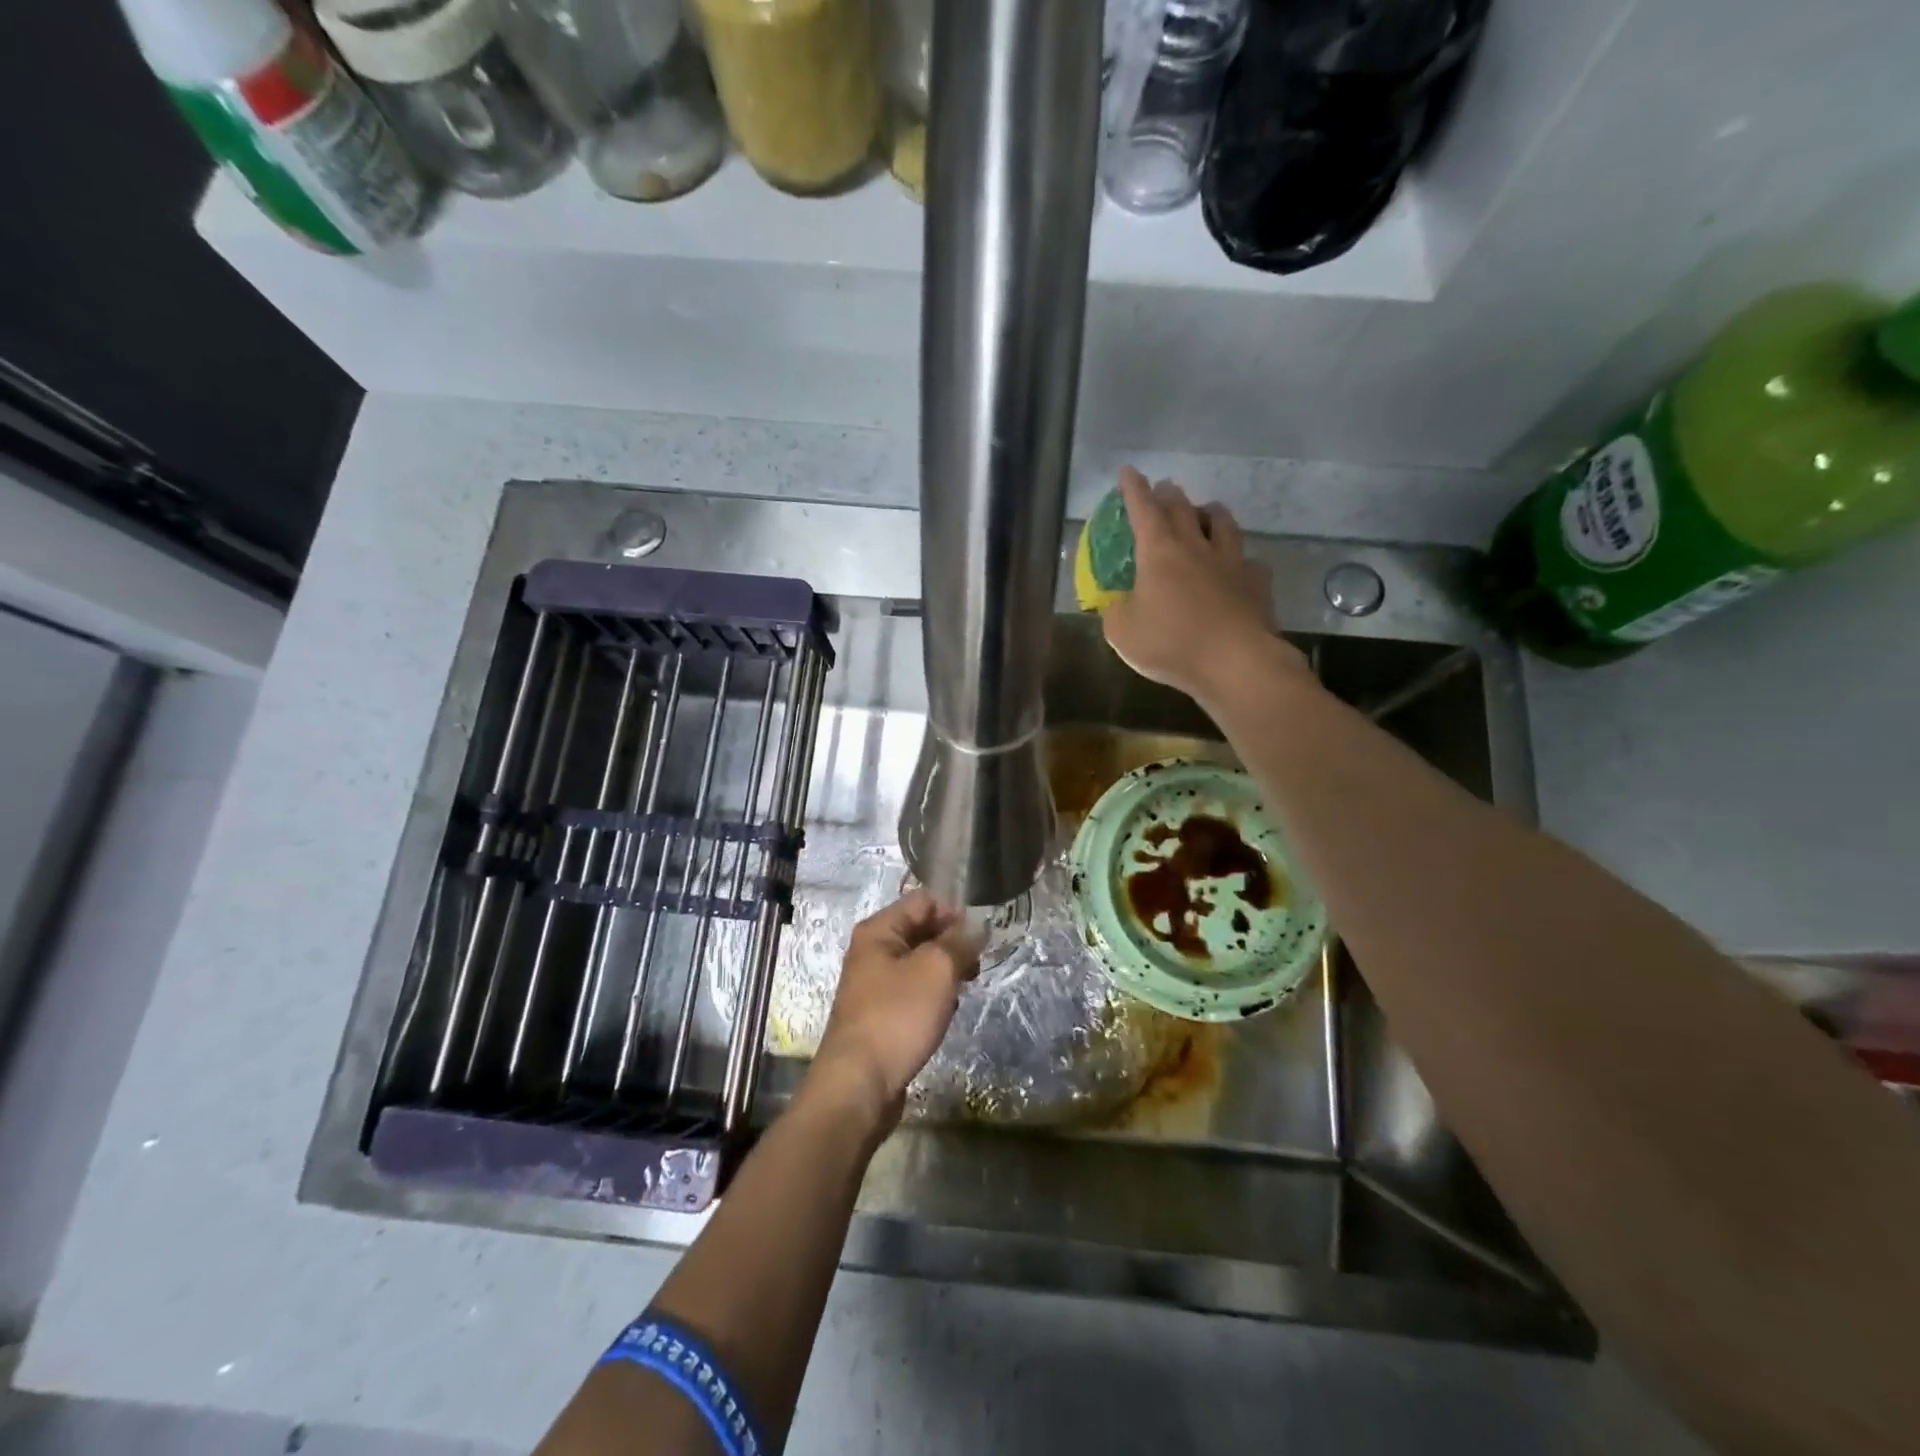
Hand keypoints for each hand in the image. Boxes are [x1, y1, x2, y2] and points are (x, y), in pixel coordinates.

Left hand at [805, 891, 980, 1132]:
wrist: (859, 1084)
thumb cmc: (897, 1016)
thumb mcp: (936, 970)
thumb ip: (959, 942)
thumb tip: (977, 926)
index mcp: (878, 930)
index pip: (923, 901)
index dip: (954, 912)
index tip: (980, 936)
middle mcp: (872, 951)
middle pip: (921, 930)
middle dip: (952, 943)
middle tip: (976, 964)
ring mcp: (875, 984)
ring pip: (920, 963)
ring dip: (945, 971)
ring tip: (963, 988)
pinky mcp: (881, 1014)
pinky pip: (914, 991)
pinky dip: (933, 996)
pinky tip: (945, 1012)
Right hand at [1101, 467, 1308, 706]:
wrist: (1235, 662)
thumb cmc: (1171, 643)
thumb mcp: (1122, 632)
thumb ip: (1115, 610)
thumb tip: (1118, 602)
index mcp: (1159, 552)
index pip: (1143, 509)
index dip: (1134, 489)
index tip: (1129, 472)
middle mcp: (1196, 547)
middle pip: (1183, 509)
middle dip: (1169, 495)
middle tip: (1165, 488)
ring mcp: (1231, 563)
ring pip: (1223, 524)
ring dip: (1211, 513)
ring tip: (1207, 511)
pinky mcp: (1257, 584)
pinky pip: (1249, 562)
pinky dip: (1240, 560)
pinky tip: (1239, 566)